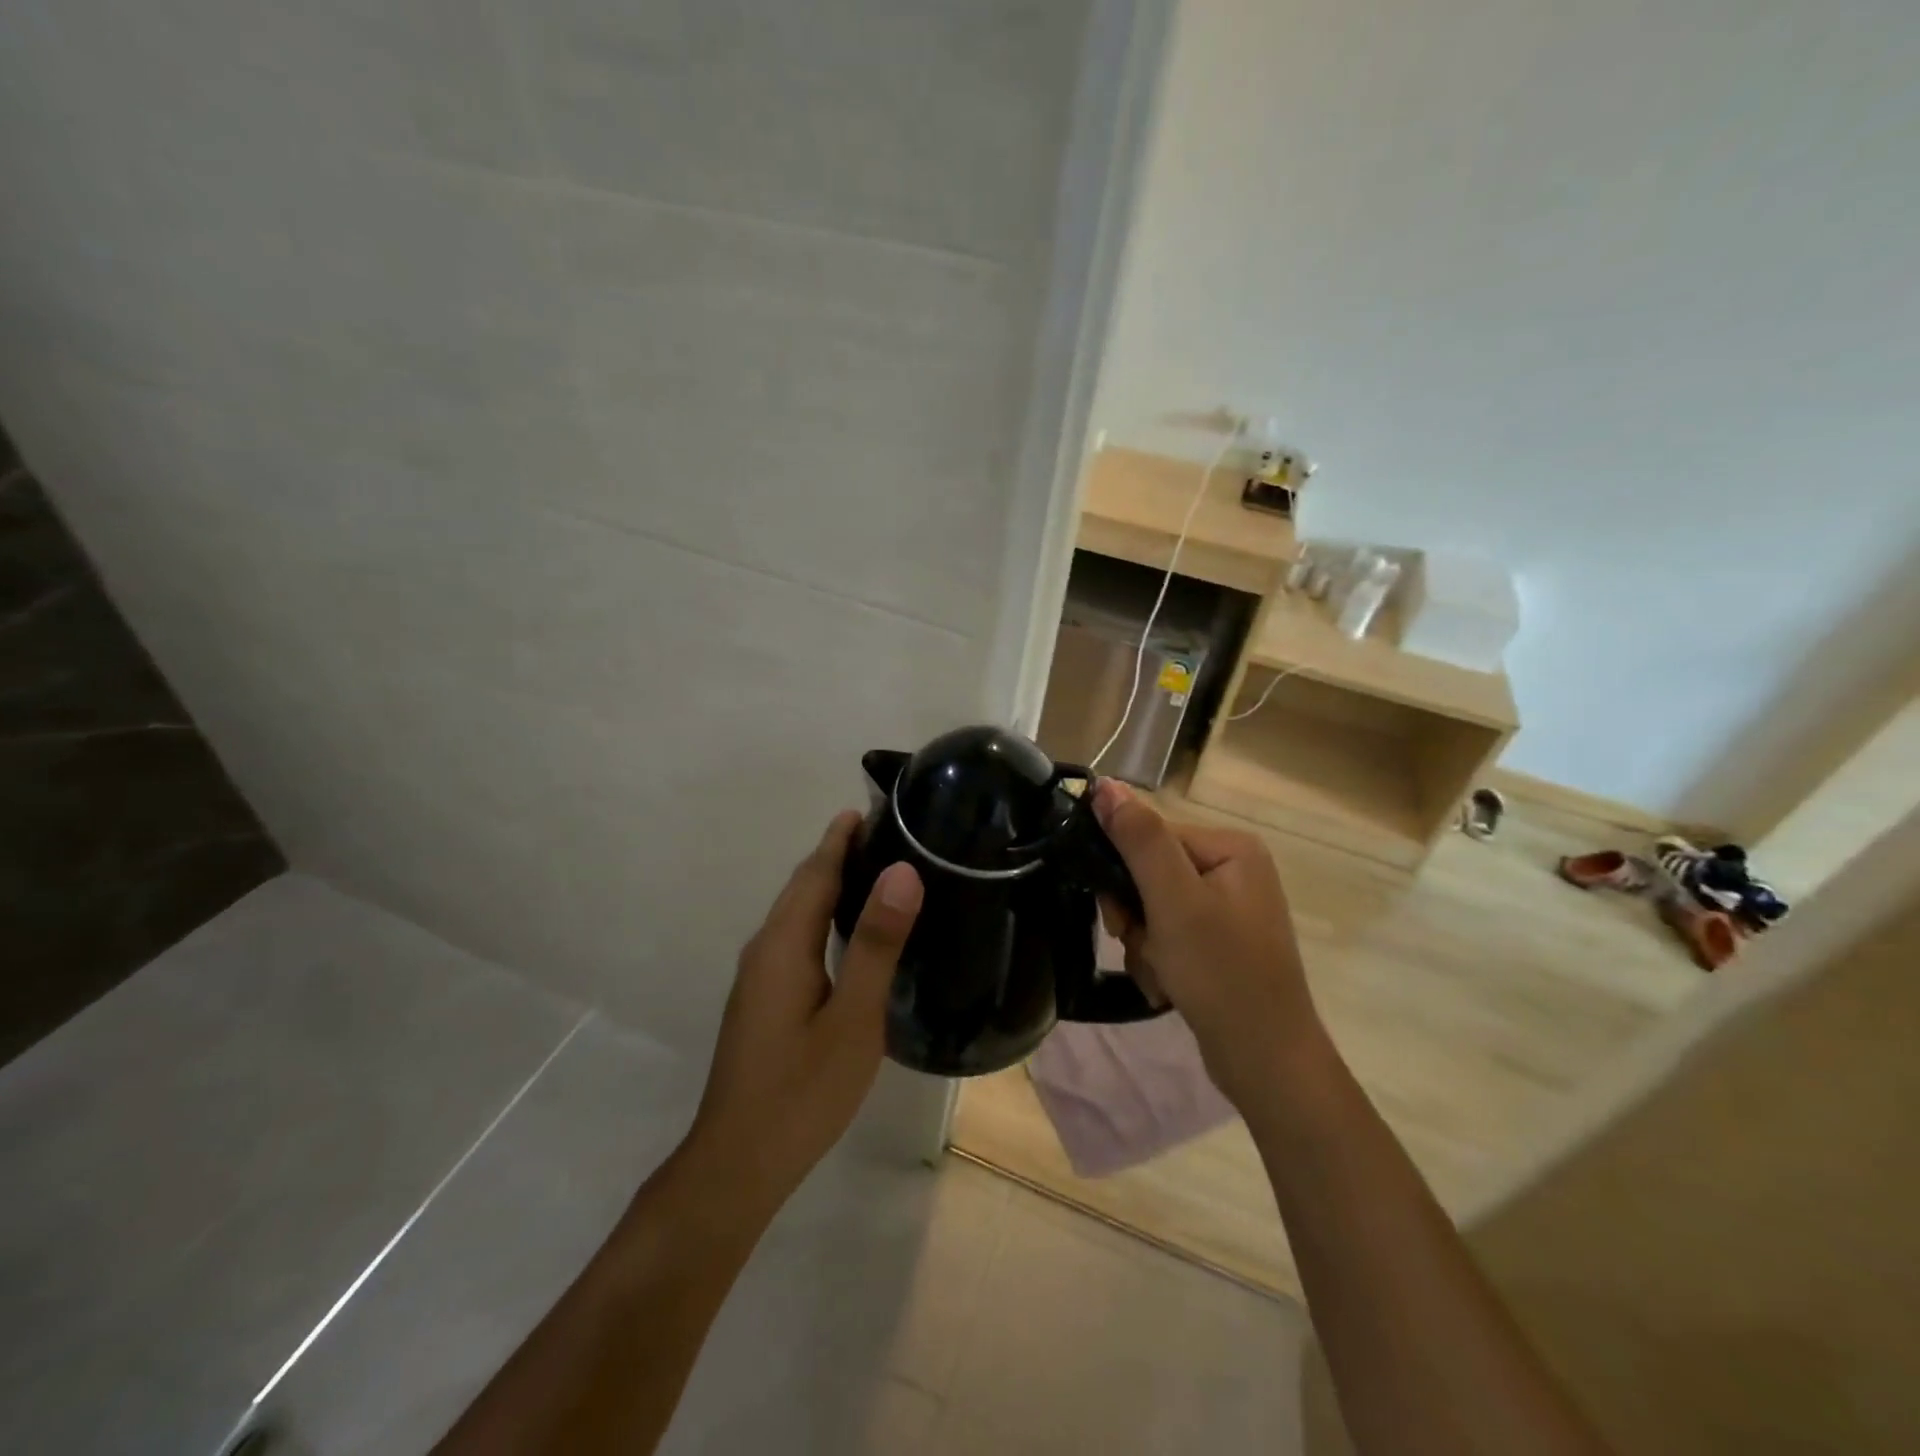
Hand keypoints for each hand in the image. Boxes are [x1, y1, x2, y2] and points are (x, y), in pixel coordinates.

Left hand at [686, 812, 922, 1218]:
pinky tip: (849, 932)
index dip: (842, 836)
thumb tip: (901, 872)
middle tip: (890, 832)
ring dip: (830, 883)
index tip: (873, 806)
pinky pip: (794, 936)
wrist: (738, 1163)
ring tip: (878, 870)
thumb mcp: (853, 1018)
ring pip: (796, 912)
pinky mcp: (762, 999)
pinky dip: (822, 914)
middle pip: (803, 886)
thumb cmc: (802, 1090)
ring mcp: (758, 976)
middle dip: (838, 853)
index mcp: (783, 944)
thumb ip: (875, 944)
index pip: (816, 871)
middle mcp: (764, 949)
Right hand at [1092, 780, 1320, 1105]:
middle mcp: (1233, 869)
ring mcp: (1229, 908)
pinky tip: (1168, 986)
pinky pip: (1170, 933)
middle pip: (1150, 873)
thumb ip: (1139, 839)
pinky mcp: (1221, 941)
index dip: (1125, 874)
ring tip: (1160, 973)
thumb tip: (1104, 784)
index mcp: (1231, 847)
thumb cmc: (1221, 973)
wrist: (1266, 1061)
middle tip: (1139, 944)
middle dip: (1136, 915)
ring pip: (1153, 907)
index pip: (1152, 837)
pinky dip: (1159, 958)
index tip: (1121, 915)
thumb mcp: (1174, 900)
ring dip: (1144, 942)